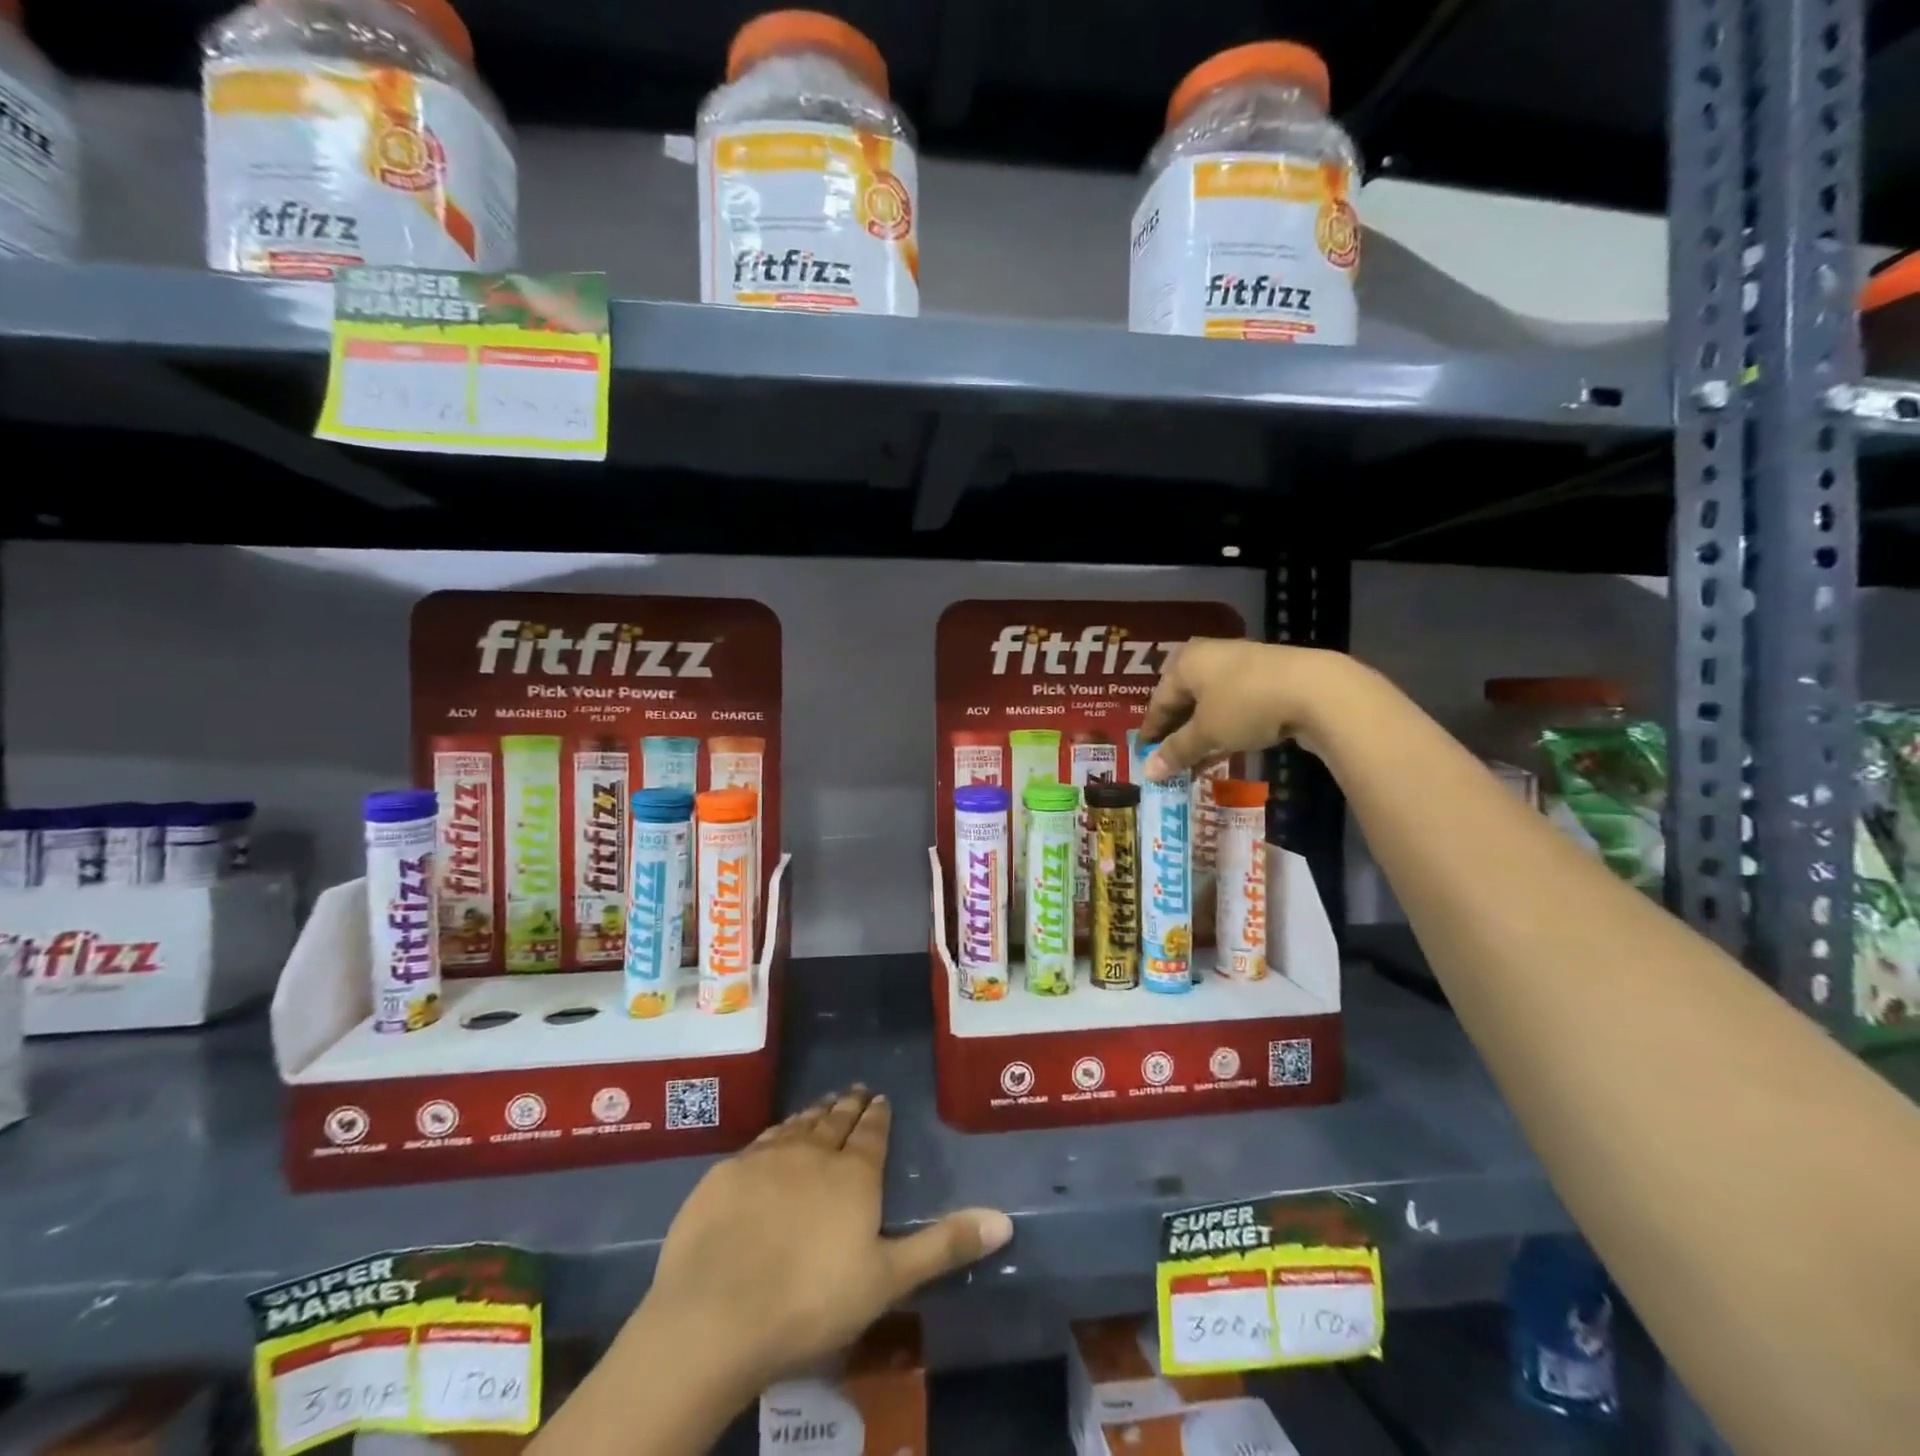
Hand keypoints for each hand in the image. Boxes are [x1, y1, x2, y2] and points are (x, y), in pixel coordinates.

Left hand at [639, 1087, 1011, 1395]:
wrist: (715, 1313)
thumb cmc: (811, 1301)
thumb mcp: (887, 1280)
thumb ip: (944, 1245)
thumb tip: (1005, 1219)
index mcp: (854, 1174)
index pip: (871, 1132)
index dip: (877, 1114)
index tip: (880, 1097)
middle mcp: (813, 1152)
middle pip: (835, 1121)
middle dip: (848, 1105)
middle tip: (855, 1090)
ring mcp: (766, 1158)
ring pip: (798, 1125)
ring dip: (813, 1113)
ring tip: (822, 1104)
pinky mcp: (726, 1173)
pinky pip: (760, 1141)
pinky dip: (776, 1133)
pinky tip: (775, 1137)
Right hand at [1138, 639, 1351, 779]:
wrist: (1316, 690)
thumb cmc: (1245, 706)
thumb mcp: (1206, 733)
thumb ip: (1177, 751)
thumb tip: (1148, 772)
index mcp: (1186, 661)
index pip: (1159, 700)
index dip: (1150, 730)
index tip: (1143, 755)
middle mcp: (1210, 656)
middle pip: (1184, 698)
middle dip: (1176, 730)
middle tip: (1168, 757)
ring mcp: (1241, 664)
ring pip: (1211, 702)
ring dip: (1201, 731)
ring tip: (1195, 759)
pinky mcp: (1269, 677)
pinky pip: (1235, 704)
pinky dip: (1225, 726)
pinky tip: (1225, 747)